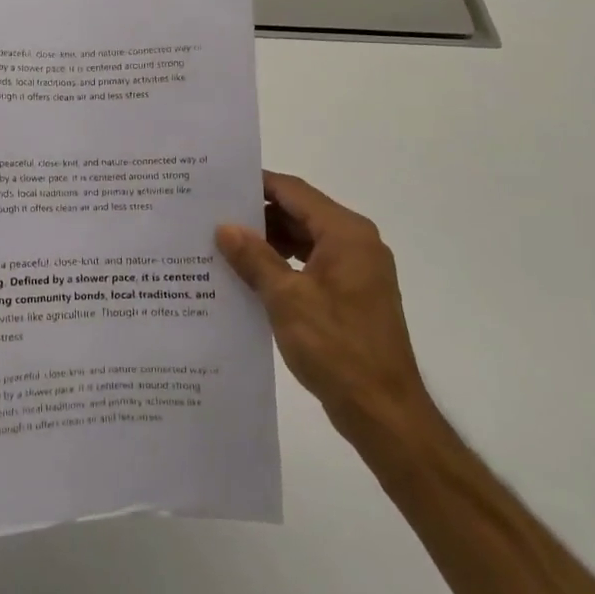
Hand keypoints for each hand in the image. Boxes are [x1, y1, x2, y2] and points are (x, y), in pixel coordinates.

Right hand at [216, 172, 431, 436]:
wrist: (383, 409)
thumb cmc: (336, 346)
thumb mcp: (286, 298)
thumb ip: (254, 258)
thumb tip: (225, 227)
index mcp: (346, 234)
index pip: (295, 192)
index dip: (257, 185)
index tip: (219, 184)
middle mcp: (356, 243)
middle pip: (300, 214)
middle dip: (258, 215)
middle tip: (211, 215)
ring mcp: (356, 271)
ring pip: (305, 241)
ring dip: (268, 242)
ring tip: (222, 245)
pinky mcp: (351, 296)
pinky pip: (311, 266)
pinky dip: (282, 266)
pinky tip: (249, 277)